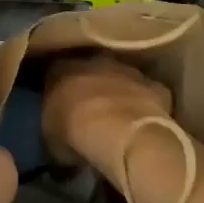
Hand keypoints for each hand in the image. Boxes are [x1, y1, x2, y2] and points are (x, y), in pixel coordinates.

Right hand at [41, 53, 173, 186]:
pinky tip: (143, 124)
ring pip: (121, 78)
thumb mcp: (50, 138)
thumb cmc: (74, 132)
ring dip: (119, 94)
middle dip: (91, 88)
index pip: (55, 73)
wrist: (119, 132)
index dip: (58, 91)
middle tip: (90, 114)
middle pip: (91, 71)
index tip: (60, 109)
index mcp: (61, 68)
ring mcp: (127, 70)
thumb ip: (53, 130)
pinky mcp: (154, 86)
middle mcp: (94, 61)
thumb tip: (59, 141)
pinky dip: (146, 105)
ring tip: (118, 121)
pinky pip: (148, 94)